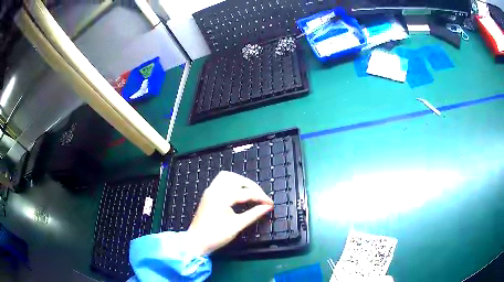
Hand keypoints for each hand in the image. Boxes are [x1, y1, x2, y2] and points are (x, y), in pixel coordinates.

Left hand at [187, 171, 273, 255]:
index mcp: (222, 197)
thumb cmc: (216, 235)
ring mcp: (210, 191)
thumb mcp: (237, 225)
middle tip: (261, 197)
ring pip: (227, 177)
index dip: (261, 198)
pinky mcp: (208, 195)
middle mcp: (215, 190)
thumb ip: (254, 214)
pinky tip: (239, 193)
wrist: (196, 242)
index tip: (271, 204)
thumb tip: (267, 207)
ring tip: (251, 193)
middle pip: (236, 179)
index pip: (246, 192)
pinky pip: (221, 182)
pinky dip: (232, 184)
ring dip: (241, 182)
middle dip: (251, 186)